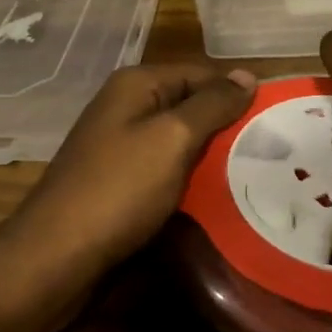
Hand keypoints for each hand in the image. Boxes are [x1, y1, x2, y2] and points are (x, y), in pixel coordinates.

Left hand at [16, 63, 257, 268]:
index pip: (201, 73)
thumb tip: (248, 75)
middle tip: (271, 149)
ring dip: (212, 156)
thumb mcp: (172, 138)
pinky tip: (218, 195)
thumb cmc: (119, 189)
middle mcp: (127, 106)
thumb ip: (212, 104)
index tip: (275, 118)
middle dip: (227, 126)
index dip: (236, 93)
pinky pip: (166, 168)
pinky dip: (191, 178)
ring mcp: (120, 145)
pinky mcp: (121, 181)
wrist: (57, 257)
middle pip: (191, 105)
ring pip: (181, 140)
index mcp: (136, 84)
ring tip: (254, 172)